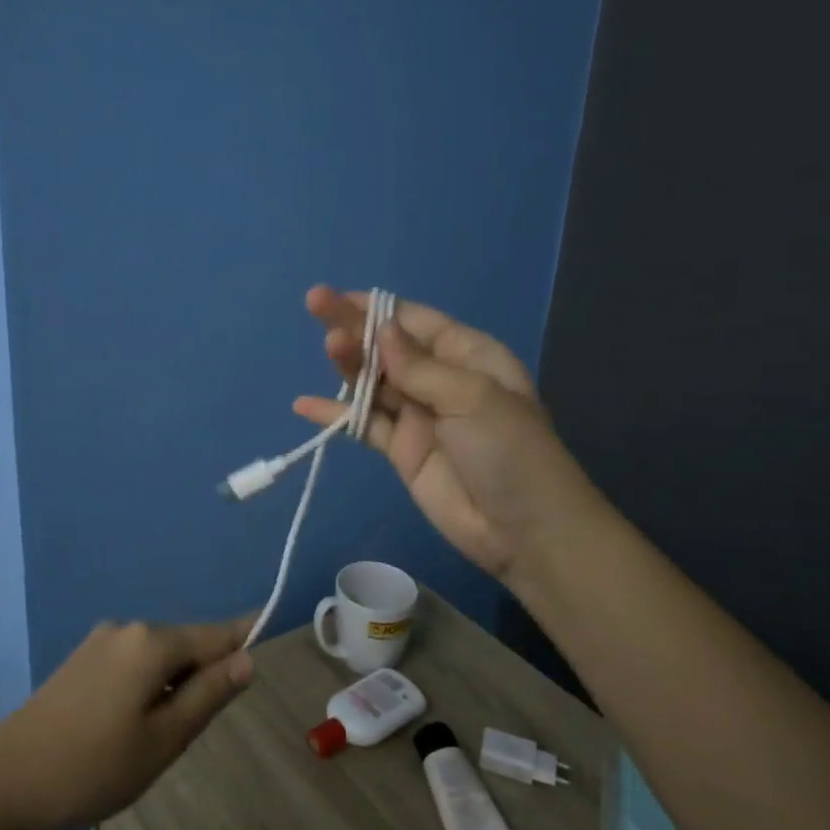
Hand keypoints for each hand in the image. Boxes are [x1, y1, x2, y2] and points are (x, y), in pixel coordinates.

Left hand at [0, 615, 255, 829]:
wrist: (5, 780)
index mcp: (151, 642)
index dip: (244, 638)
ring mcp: (100, 641)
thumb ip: (208, 695)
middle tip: (195, 731)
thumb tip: (247, 659)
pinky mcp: (81, 659)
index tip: (271, 635)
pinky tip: (129, 727)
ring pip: (157, 657)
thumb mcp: (164, 740)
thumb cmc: (93, 767)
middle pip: (185, 644)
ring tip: (158, 739)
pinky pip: (132, 663)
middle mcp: (127, 629)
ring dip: (172, 685)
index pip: (215, 634)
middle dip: (202, 675)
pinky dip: (147, 686)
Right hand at [295, 286, 601, 582]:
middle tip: (314, 303)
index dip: (377, 308)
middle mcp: (439, 380)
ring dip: (348, 364)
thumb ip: (420, 367)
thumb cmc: (511, 452)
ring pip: (373, 382)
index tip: (339, 297)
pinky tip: (304, 405)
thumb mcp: (473, 398)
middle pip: (387, 347)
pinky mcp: (400, 450)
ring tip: (328, 348)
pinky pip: (364, 425)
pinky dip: (336, 415)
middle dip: (353, 326)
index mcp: (468, 356)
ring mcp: (418, 416)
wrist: (524, 531)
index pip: (416, 322)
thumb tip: (381, 329)